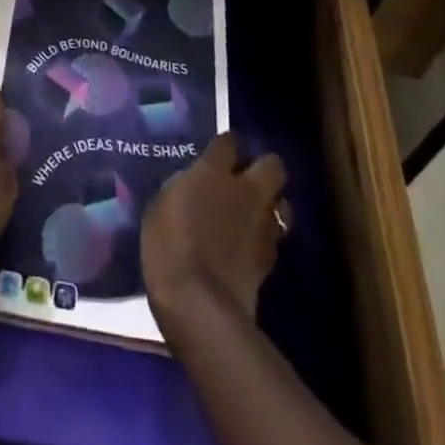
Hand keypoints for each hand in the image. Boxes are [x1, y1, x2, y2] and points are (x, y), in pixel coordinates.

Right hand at [143, 133, 287, 318]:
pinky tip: (249, 246)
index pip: (229, 141)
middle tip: (245, 180)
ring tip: (252, 215)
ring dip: (271, 206)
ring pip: (283, 204)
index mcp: (214, 171)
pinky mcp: (270, 260)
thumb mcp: (161, 205)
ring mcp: (263, 226)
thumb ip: (183, 187)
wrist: (199, 304)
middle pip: (273, 165)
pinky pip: (275, 238)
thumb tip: (193, 184)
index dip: (226, 145)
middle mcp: (245, 191)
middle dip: (263, 168)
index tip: (218, 153)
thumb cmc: (168, 246)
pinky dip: (265, 238)